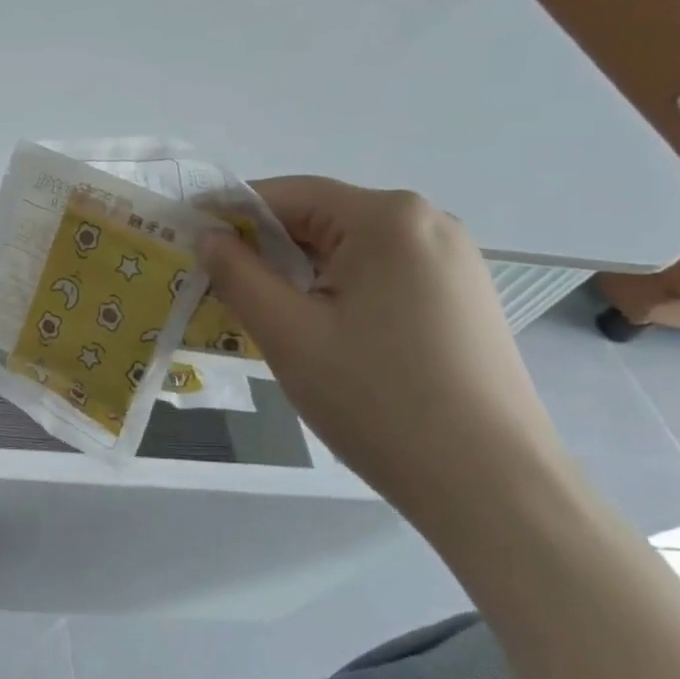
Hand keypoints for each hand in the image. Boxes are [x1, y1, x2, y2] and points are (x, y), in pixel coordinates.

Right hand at [198, 177, 564, 515]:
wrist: (491, 484)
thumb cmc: (377, 399)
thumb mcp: (287, 333)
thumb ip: (237, 274)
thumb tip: (208, 236)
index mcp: (387, 218)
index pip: (287, 194)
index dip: (229, 214)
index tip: (188, 242)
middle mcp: (427, 223)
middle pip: (320, 219)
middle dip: (264, 249)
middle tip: (218, 288)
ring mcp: (452, 261)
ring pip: (348, 251)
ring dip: (298, 274)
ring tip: (263, 316)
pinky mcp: (460, 297)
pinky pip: (379, 275)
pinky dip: (336, 291)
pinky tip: (319, 333)